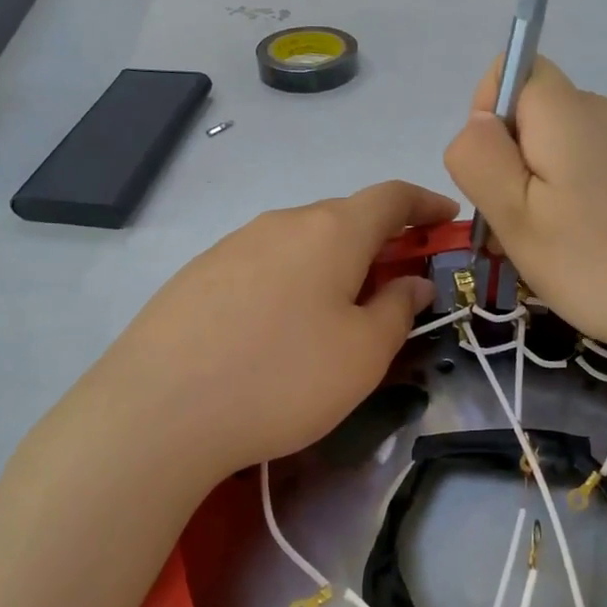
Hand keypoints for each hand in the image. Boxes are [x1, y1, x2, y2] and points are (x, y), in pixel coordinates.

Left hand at [85, 182, 454, 477]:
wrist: (159, 410)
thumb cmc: (283, 378)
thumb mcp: (362, 354)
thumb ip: (397, 309)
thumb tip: (410, 283)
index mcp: (331, 231)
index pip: (390, 197)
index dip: (424, 204)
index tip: (447, 219)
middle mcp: (280, 222)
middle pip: (343, 218)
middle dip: (379, 243)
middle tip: (396, 284)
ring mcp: (232, 245)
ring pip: (300, 242)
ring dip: (332, 264)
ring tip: (337, 312)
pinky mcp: (197, 275)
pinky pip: (262, 265)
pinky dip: (290, 281)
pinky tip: (278, 327)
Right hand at [444, 57, 606, 364]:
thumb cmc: (601, 263)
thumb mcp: (517, 218)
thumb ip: (481, 159)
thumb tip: (477, 122)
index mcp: (567, 113)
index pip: (512, 71)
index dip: (488, 114)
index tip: (494, 176)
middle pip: (538, 117)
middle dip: (513, 166)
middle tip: (516, 234)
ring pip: (569, 150)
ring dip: (547, 190)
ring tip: (557, 253)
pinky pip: (604, 172)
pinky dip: (587, 202)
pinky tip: (600, 252)